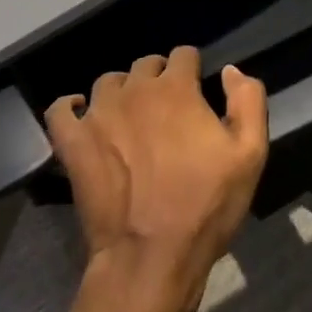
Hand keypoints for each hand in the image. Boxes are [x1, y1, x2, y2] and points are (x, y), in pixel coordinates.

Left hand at [44, 48, 266, 311]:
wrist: (151, 256)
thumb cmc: (206, 205)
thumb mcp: (250, 154)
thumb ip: (247, 101)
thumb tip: (231, 70)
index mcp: (176, 89)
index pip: (183, 54)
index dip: (193, 69)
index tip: (197, 89)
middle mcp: (134, 91)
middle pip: (145, 65)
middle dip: (159, 78)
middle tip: (168, 110)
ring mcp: (98, 115)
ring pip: (107, 83)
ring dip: (121, 91)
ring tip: (130, 117)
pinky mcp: (72, 143)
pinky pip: (61, 109)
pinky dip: (70, 108)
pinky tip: (82, 116)